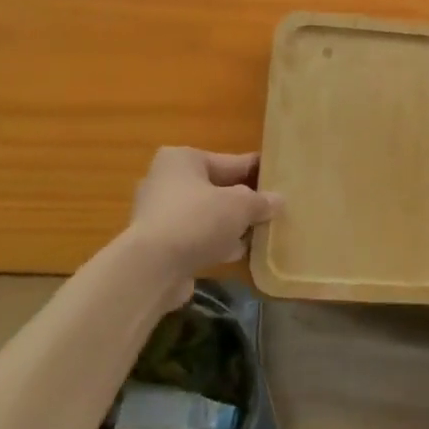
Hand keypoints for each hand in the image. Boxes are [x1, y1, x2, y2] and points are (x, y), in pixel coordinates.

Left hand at [124, 148, 280, 303]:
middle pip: (216, 188)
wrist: (151, 269)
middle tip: (271, 210)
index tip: (278, 178)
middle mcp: (166, 181)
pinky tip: (236, 253)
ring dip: (229, 225)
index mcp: (182, 159)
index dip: (256, 171)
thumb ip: (261, 201)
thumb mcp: (240, 206)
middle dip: (242, 201)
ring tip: (259, 233)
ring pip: (206, 215)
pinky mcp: (157, 245)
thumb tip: (278, 201)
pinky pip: (195, 237)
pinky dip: (214, 243)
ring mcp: (158, 214)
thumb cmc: (197, 220)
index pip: (230, 161)